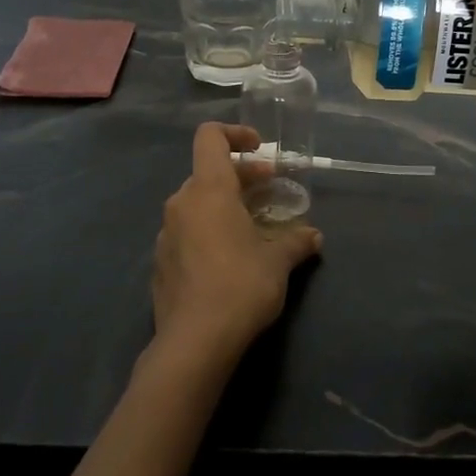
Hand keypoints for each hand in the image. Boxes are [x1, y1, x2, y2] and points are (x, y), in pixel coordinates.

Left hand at [150, 123, 322, 369]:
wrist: (194, 342)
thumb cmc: (240, 286)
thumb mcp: (278, 262)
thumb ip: (296, 241)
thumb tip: (314, 236)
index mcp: (208, 190)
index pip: (210, 137)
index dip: (235, 133)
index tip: (260, 148)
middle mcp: (181, 203)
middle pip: (208, 172)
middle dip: (241, 176)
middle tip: (271, 191)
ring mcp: (166, 233)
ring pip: (196, 203)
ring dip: (225, 204)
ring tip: (254, 225)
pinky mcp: (161, 262)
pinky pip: (186, 231)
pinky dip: (209, 230)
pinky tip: (230, 257)